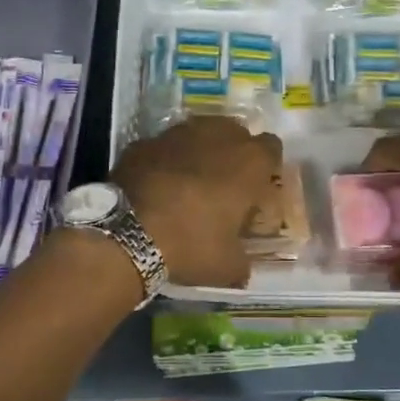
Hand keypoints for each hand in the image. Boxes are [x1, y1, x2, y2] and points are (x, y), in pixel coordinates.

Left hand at [112, 117, 282, 288]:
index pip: (272, 148)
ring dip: (200, 152)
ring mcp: (178, 133)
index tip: (256, 189)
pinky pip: (165, 146)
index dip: (265, 168)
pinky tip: (157, 185)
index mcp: (249, 162)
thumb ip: (243, 261)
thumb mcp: (228, 266)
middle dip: (233, 154)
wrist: (127, 232)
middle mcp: (218, 136)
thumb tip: (242, 268)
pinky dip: (166, 160)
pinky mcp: (145, 140)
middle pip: (236, 133)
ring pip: (199, 133)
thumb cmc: (191, 244)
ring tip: (189, 183)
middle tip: (224, 186)